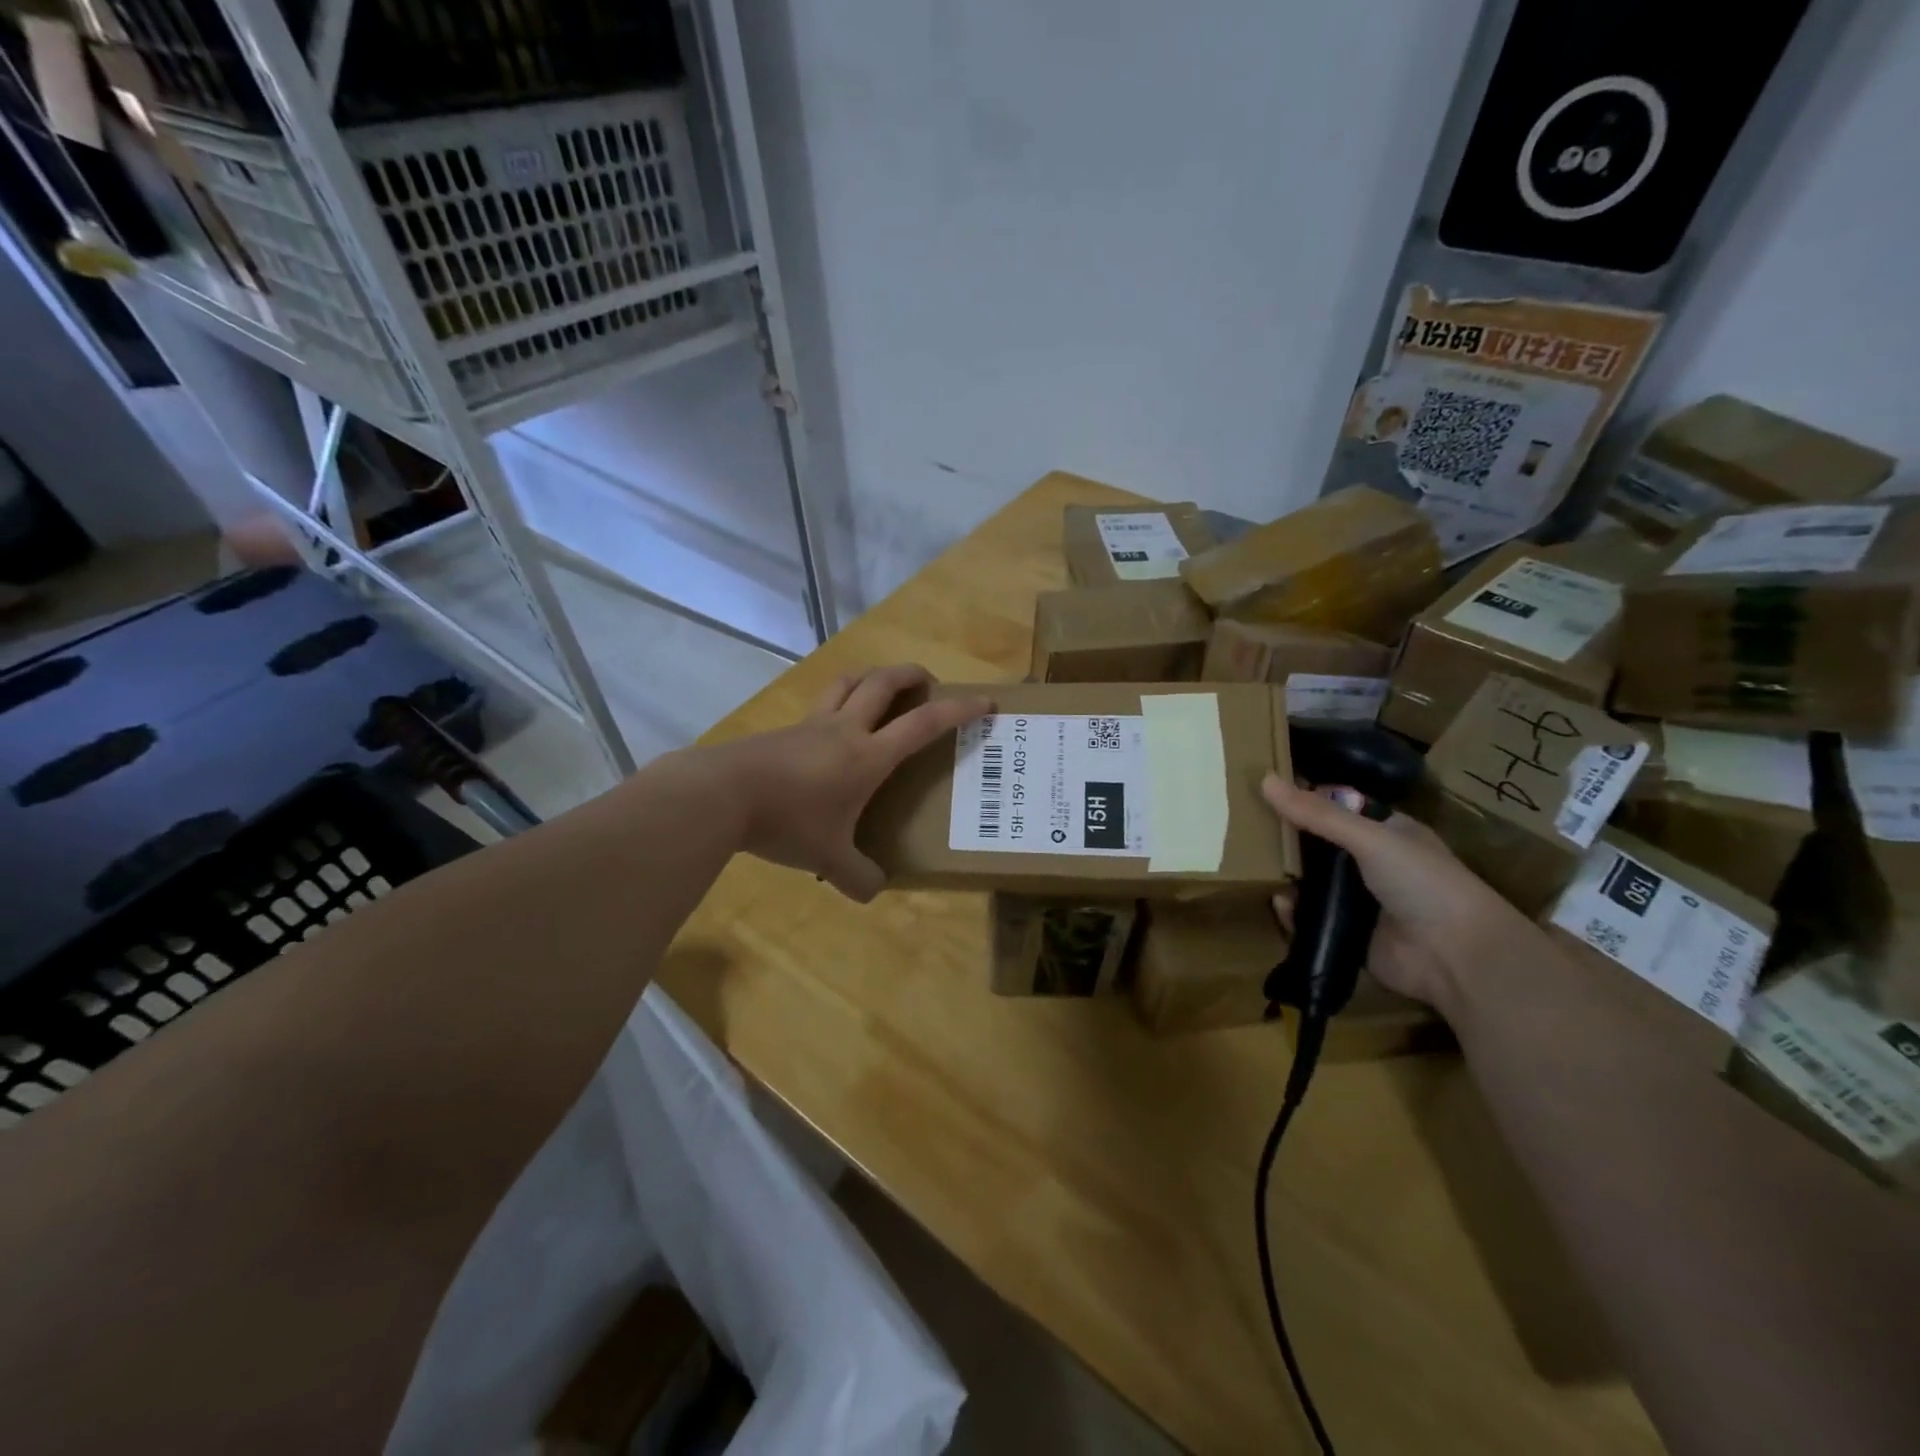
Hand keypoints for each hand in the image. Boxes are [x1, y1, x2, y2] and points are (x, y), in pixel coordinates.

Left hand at [716, 664, 991, 902]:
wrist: (721, 795)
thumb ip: (856, 877)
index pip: (923, 724)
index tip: (984, 701)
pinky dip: (839, 700)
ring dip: (872, 676)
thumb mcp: (828, 857)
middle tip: (928, 682)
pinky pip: (820, 703)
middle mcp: (845, 729)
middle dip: (912, 674)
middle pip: (884, 682)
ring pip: (848, 681)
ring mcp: (811, 724)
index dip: (958, 710)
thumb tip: (873, 891)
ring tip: (882, 688)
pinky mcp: (785, 729)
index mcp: (868, 755)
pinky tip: (833, 726)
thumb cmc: (787, 820)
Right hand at [1261, 775, 1529, 1012]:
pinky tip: (1281, 905)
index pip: (1337, 807)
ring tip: (1254, 866)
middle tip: (1246, 828)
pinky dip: (1293, 913)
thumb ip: (1317, 813)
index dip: (1304, 799)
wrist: (1456, 957)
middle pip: (1318, 845)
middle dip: (1288, 839)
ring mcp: (1358, 902)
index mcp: (1385, 832)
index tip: (1263, 790)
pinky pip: (1310, 919)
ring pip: (1311, 882)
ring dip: (1287, 876)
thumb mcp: (1370, 838)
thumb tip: (1264, 779)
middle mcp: (1371, 864)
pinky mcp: (1347, 934)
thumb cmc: (1423, 882)